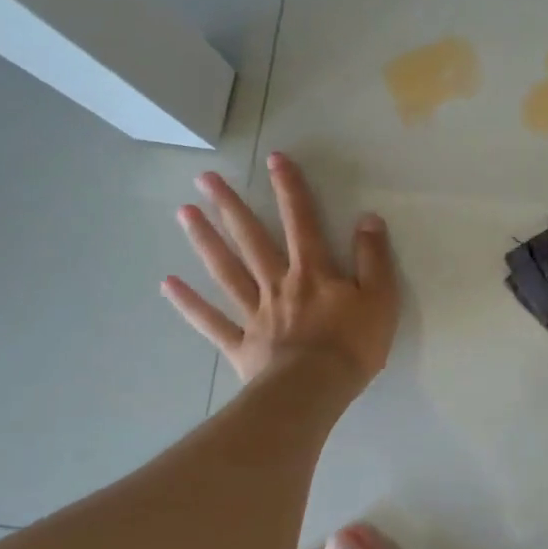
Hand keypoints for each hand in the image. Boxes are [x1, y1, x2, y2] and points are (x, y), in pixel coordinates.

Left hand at [162, 152, 398, 388]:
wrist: (316, 390)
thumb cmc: (353, 344)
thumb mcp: (380, 297)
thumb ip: (373, 257)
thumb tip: (368, 218)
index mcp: (313, 272)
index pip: (301, 222)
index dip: (290, 189)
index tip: (274, 158)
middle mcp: (278, 284)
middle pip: (251, 239)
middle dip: (230, 206)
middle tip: (205, 179)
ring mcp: (255, 314)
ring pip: (226, 271)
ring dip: (205, 241)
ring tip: (183, 213)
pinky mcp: (242, 345)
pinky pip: (211, 321)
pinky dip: (189, 303)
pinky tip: (168, 284)